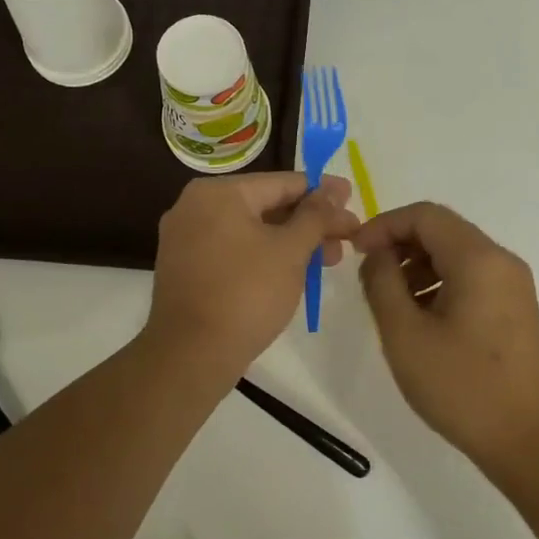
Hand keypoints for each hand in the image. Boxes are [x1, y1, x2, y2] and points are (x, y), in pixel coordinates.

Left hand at [145, 172, 356, 380]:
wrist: (191, 355)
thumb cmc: (247, 293)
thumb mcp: (290, 251)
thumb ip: (316, 215)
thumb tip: (335, 190)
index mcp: (218, 192)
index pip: (283, 183)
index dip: (323, 193)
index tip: (353, 200)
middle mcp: (195, 206)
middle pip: (266, 205)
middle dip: (310, 222)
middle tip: (346, 239)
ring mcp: (185, 238)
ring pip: (251, 230)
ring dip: (291, 242)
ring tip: (329, 260)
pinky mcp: (185, 267)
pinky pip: (233, 249)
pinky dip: (264, 255)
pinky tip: (293, 271)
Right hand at [354, 202, 538, 472]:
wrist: (530, 443)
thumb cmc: (462, 387)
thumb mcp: (405, 334)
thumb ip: (382, 283)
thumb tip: (376, 254)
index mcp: (477, 258)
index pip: (424, 215)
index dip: (383, 225)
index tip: (354, 251)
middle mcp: (500, 261)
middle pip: (442, 230)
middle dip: (399, 244)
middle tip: (368, 275)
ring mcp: (512, 285)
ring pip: (456, 254)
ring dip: (417, 265)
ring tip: (390, 301)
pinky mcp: (515, 309)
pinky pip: (471, 277)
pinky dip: (439, 283)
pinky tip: (420, 318)